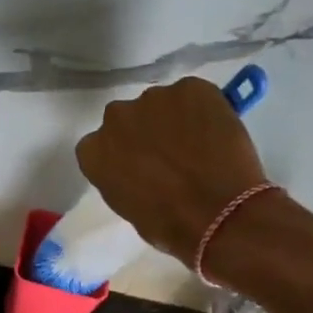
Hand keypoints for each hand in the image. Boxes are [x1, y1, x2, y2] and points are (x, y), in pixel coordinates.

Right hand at [74, 76, 269, 261]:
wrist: (219, 213)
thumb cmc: (169, 224)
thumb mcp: (130, 208)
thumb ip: (125, 178)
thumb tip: (141, 170)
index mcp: (93, 151)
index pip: (100, 146)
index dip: (123, 154)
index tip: (139, 167)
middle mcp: (116, 117)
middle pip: (127, 119)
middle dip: (144, 132)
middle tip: (169, 155)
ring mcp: (153, 97)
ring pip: (162, 105)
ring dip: (174, 119)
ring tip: (199, 145)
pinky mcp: (191, 87)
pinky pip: (194, 95)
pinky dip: (204, 110)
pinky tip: (217, 134)